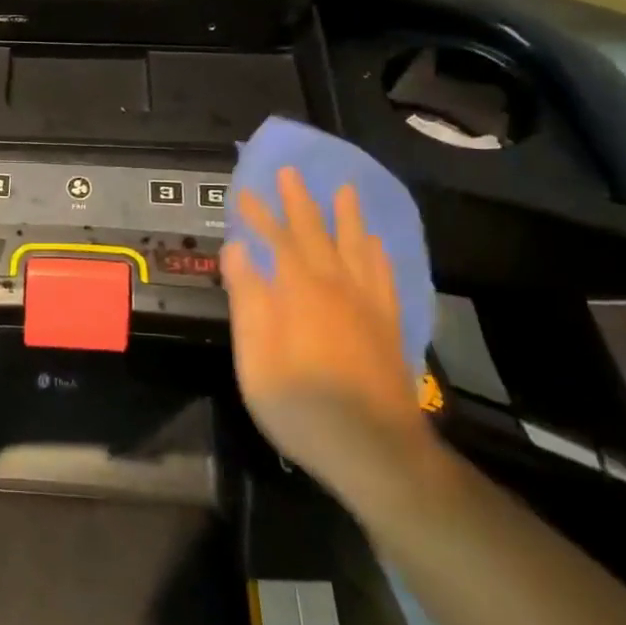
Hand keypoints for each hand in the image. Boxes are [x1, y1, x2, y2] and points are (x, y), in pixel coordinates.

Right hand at [222, 171, 445, 512]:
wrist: (375, 451)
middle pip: (317, 235)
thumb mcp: (255, 357)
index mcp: (300, 292)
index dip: (258, 215)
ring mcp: (368, 306)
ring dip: (347, 217)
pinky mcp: (388, 326)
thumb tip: (236, 249)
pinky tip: (376, 246)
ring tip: (344, 191)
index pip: (276, 240)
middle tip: (290, 173)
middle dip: (300, 202)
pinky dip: (378, 254)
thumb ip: (248, 299)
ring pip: (357, 248)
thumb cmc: (301, 405)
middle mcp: (337, 287)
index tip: (242, 192)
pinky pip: (384, 276)